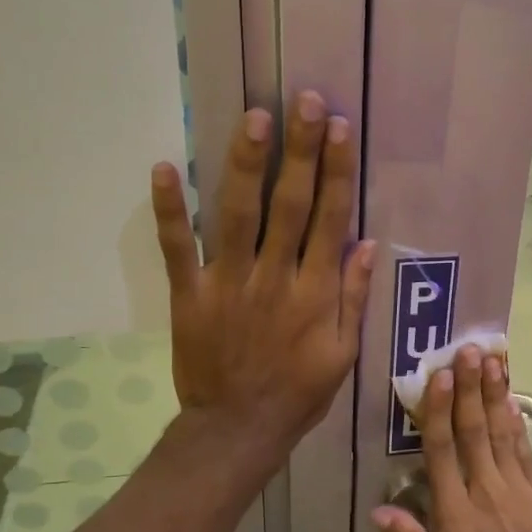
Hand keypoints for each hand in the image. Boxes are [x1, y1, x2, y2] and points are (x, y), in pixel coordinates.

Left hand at [151, 90, 375, 454]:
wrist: (238, 430)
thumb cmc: (298, 393)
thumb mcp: (343, 354)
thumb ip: (352, 297)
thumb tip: (367, 244)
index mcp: (314, 292)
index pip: (329, 219)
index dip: (335, 172)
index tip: (340, 129)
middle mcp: (274, 278)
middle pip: (289, 205)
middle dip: (300, 151)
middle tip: (306, 101)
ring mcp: (228, 284)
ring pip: (238, 215)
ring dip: (247, 165)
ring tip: (256, 118)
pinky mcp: (189, 296)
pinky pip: (177, 249)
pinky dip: (169, 210)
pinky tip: (164, 168)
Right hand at [371, 346, 531, 531]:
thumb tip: (379, 512)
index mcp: (456, 514)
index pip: (442, 451)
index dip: (438, 411)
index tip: (438, 376)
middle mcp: (486, 493)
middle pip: (474, 432)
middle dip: (470, 389)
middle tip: (468, 350)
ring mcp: (519, 492)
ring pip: (503, 434)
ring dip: (496, 395)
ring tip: (493, 361)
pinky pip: (528, 454)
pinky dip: (519, 425)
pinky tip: (513, 402)